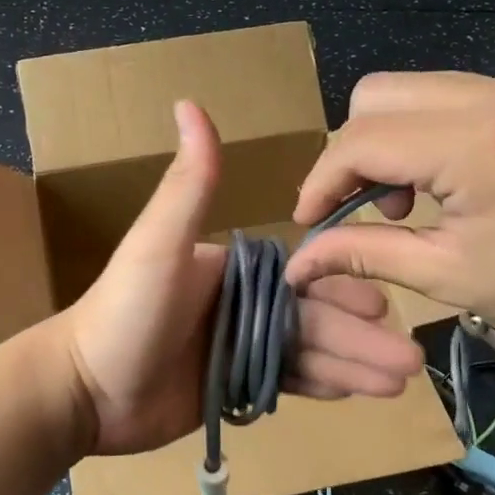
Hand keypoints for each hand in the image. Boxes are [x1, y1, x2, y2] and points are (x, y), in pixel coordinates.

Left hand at [59, 101, 424, 457]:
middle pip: (313, 315)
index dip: (342, 289)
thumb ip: (188, 184)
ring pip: (307, 350)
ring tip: (400, 381)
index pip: (302, 274)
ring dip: (354, 363)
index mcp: (232, 266)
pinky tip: (359, 392)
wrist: (84, 392)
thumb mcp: (158, 244)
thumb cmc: (123, 312)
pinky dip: (323, 384)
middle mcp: (240, 301)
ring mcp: (237, 346)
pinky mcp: (233, 386)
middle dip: (361, 336)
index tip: (383, 307)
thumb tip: (190, 101)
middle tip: (410, 360)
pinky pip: (287, 381)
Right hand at [284, 73, 494, 360]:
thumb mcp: (451, 277)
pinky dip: (431, 132)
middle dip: (353, 151)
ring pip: (415, 89)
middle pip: (377, 94)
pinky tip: (455, 183)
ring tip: (410, 200)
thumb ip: (365, 254)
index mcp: (474, 142)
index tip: (309, 222)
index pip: (361, 139)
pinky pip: (458, 96)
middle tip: (366, 208)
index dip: (321, 180)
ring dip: (391, 139)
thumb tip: (299, 262)